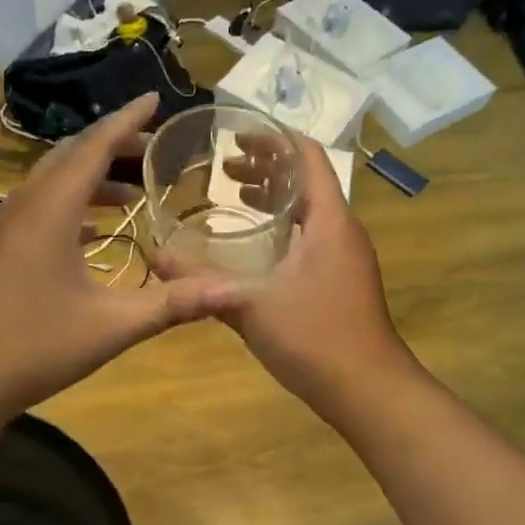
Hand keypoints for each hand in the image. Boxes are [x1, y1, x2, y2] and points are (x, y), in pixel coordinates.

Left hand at [0, 94, 243, 421]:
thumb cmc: (35, 348)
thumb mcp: (112, 326)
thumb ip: (173, 304)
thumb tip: (235, 292)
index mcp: (49, 211)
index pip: (93, 147)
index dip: (127, 120)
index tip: (155, 99)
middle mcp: (19, 207)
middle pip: (69, 159)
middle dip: (113, 148)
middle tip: (153, 151)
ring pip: (49, 185)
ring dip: (90, 181)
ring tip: (131, 195)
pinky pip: (33, 211)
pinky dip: (67, 209)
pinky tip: (90, 234)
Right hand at [206, 131, 414, 409]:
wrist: (369, 390)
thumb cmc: (315, 338)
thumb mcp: (250, 306)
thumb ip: (201, 280)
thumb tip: (155, 256)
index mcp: (329, 221)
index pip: (307, 156)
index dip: (274, 138)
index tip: (236, 134)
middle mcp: (342, 230)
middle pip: (307, 180)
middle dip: (266, 167)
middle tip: (223, 166)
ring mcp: (345, 257)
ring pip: (309, 211)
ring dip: (274, 197)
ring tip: (231, 194)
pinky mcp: (341, 280)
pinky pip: (311, 236)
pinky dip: (282, 227)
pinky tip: (252, 246)